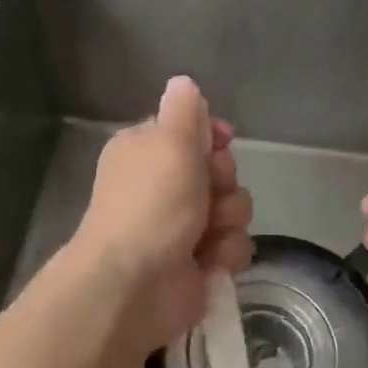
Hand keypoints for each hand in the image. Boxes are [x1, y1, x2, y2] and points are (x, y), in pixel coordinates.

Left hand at [69, 77, 253, 359]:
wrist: (134, 284)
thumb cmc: (151, 203)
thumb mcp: (169, 141)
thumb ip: (184, 110)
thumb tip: (183, 83)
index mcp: (147, 151)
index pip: (192, 131)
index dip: (212, 137)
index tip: (222, 142)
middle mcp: (163, 185)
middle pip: (219, 170)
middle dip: (223, 181)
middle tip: (208, 192)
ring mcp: (181, 226)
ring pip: (233, 208)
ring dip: (228, 220)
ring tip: (206, 234)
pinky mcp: (198, 262)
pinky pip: (233, 245)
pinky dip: (224, 253)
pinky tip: (207, 262)